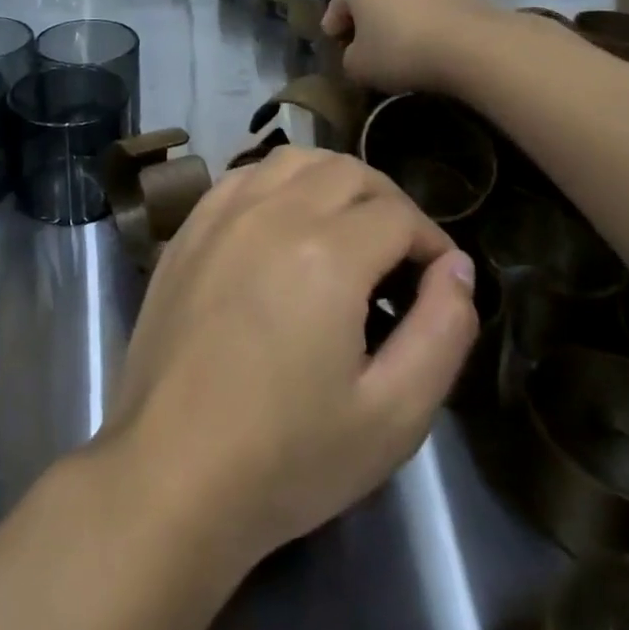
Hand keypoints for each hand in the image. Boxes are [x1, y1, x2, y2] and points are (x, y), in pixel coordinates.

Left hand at [99, 146, 479, 568]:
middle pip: (348, 171)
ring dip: (333, 181)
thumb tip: (456, 268)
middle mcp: (271, 211)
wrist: (172, 469)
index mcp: (326, 251)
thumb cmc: (288, 455)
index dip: (433, 242)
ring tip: (349, 230)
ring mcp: (221, 213)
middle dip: (390, 203)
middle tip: (403, 255)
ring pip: (292, 159)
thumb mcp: (393, 416)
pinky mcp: (188, 228)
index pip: (399, 215)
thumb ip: (442, 332)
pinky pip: (243, 176)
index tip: (440, 281)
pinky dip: (279, 183)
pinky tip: (284, 223)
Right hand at [322, 0, 506, 93]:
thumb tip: (359, 53)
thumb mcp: (359, 66)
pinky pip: (426, 2)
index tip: (338, 48)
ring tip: (400, 44)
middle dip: (365, 18)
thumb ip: (349, 58)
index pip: (336, 6)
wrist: (473, 44)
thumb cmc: (401, 50)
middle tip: (366, 46)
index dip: (334, 30)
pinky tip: (426, 41)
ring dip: (395, 15)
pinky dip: (422, 18)